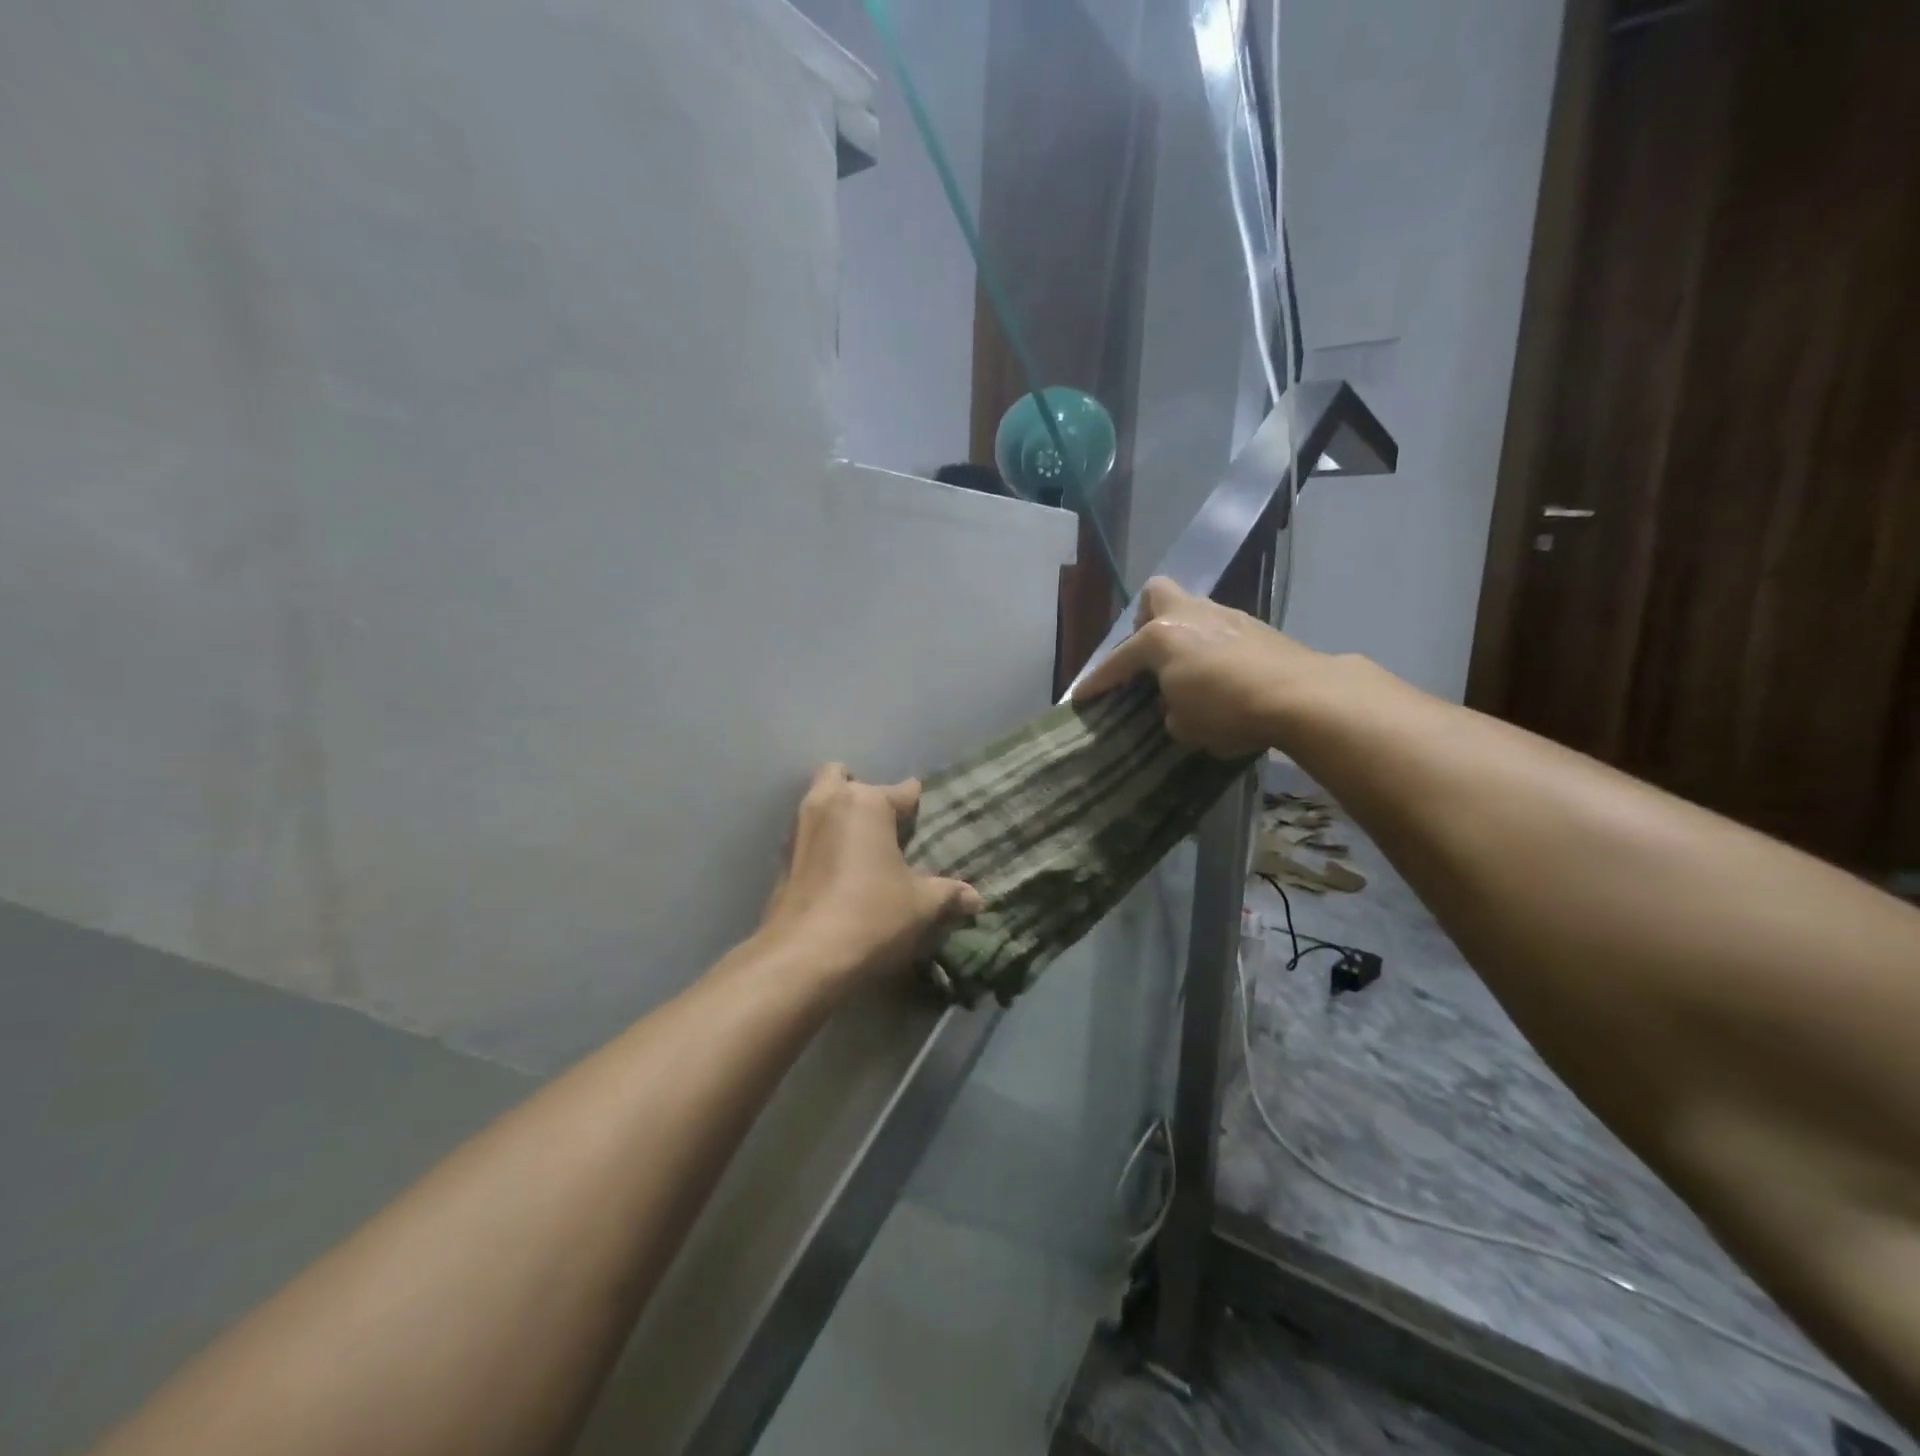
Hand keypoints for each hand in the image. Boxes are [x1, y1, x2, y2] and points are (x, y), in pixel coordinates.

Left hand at [761, 764, 984, 983]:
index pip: (902, 791)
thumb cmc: (871, 915)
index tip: (925, 816)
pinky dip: (823, 843)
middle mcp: (828, 803)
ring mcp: (799, 829)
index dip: (917, 804)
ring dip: (838, 815)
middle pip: (842, 777)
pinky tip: (839, 872)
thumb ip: (948, 894)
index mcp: (866, 803)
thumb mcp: (921, 905)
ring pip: (820, 803)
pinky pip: (807, 835)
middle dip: (861, 791)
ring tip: (863, 848)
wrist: (803, 957)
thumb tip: (976, 898)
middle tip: (883, 824)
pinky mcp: (782, 859)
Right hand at [1072, 576, 1316, 758]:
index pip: (1118, 661)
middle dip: (1145, 621)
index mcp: (1160, 638)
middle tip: (1149, 656)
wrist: (1302, 695)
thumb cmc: (1228, 710)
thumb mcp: (1185, 726)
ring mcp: (1226, 616)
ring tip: (1188, 671)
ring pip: (1192, 611)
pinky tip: (1222, 675)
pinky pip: (1219, 630)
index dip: (1097, 682)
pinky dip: (1212, 648)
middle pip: (1155, 596)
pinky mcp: (1257, 627)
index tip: (1081, 698)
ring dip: (1183, 636)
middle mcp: (1189, 616)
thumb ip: (1169, 711)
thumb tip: (1175, 704)